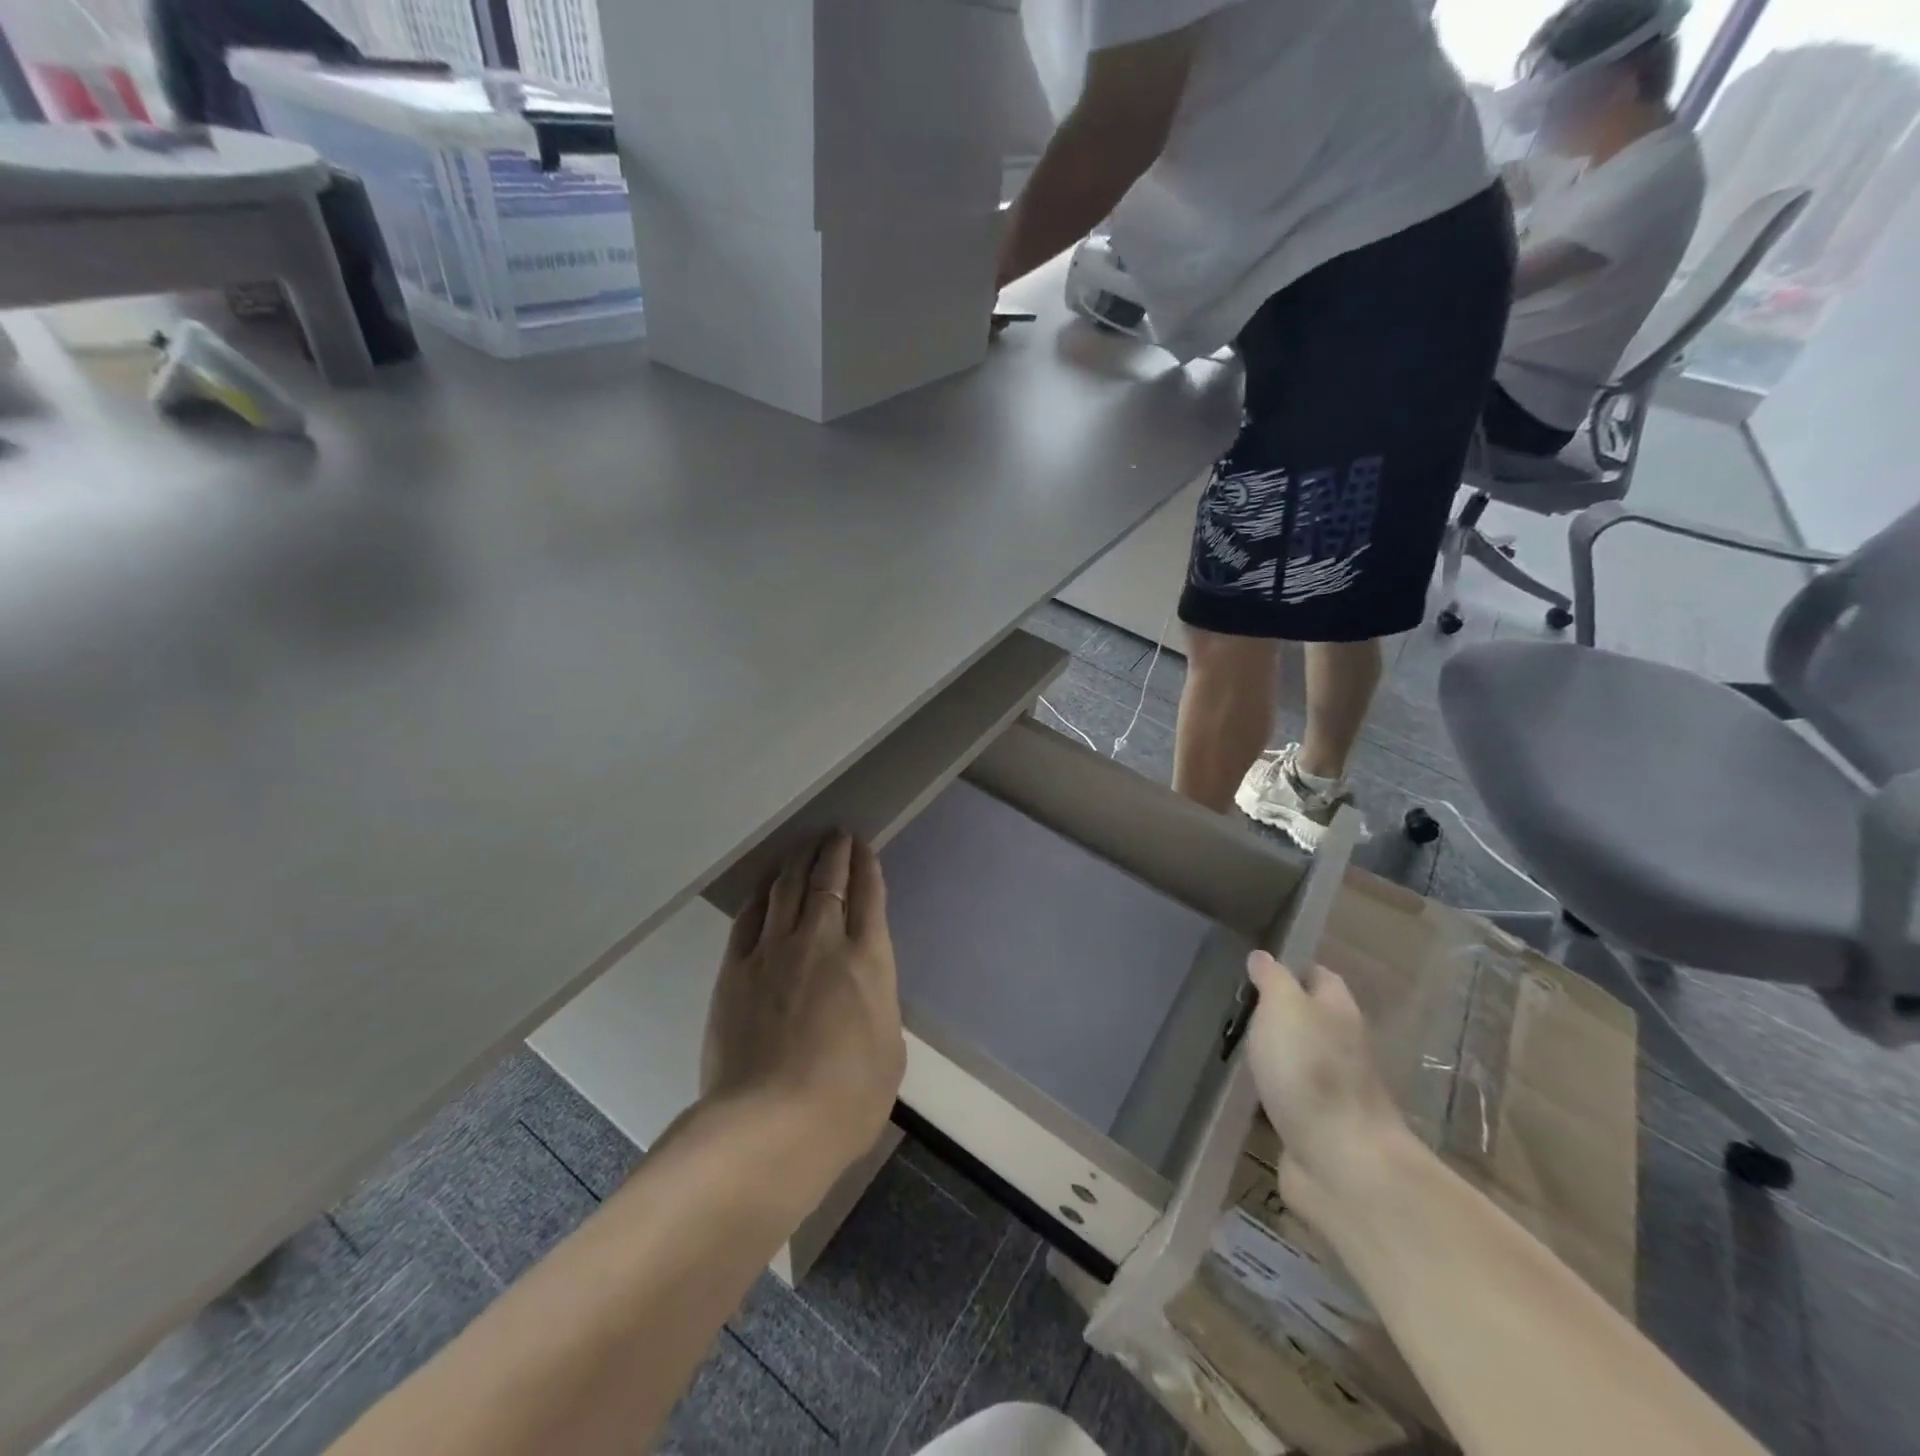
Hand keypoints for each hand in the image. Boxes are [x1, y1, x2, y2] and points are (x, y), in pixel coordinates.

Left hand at [703, 832, 905, 1172]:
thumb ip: (878, 1006)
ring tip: (804, 846)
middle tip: (835, 834)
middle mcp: (821, 941)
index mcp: (867, 959)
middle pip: (826, 880)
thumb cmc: (847, 1100)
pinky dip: (760, 894)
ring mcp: (773, 952)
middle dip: (833, 852)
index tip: (862, 846)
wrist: (770, 1126)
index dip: (866, 865)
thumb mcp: (889, 1051)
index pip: (868, 895)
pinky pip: (749, 918)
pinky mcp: (735, 970)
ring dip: (798, 861)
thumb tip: (863, 989)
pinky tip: (765, 885)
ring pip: (786, 889)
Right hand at [1243, 953, 1415, 1218]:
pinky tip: (1244, 1087)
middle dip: (1277, 1011)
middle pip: (1310, 1018)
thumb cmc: (1311, 1072)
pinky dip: (1270, 1090)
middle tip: (1235, 1005)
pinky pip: (1288, 1096)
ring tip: (1232, 1042)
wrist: (1342, 1163)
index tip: (1255, 968)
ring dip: (1273, 1053)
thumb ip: (1273, 980)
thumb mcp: (1284, 1008)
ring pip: (1297, 1058)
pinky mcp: (1315, 1126)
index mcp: (1338, 1012)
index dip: (1291, 968)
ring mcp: (1330, 1090)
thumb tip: (1263, 957)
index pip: (1319, 976)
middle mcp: (1341, 1046)